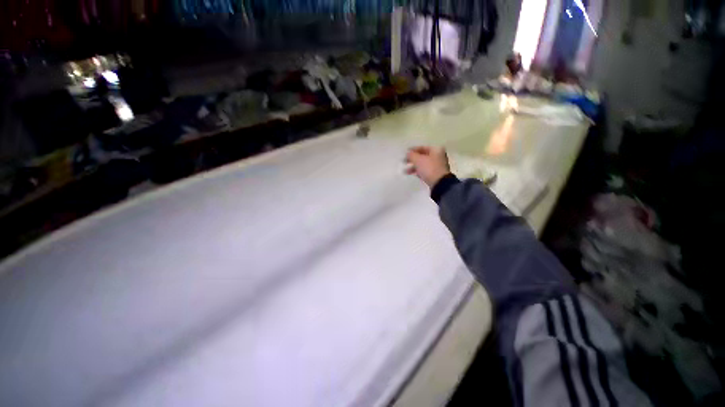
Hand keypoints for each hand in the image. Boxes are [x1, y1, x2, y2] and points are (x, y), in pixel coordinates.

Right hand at [405, 146, 450, 186]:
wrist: (439, 183)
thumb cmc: (429, 168)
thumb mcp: (418, 160)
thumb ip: (411, 155)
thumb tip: (407, 153)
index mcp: (436, 150)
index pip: (422, 147)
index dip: (412, 150)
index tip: (405, 153)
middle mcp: (438, 156)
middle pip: (423, 156)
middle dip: (412, 159)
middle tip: (404, 162)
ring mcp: (437, 166)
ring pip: (423, 164)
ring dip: (414, 167)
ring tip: (405, 171)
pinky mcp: (435, 175)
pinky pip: (425, 171)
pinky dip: (418, 172)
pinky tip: (412, 174)